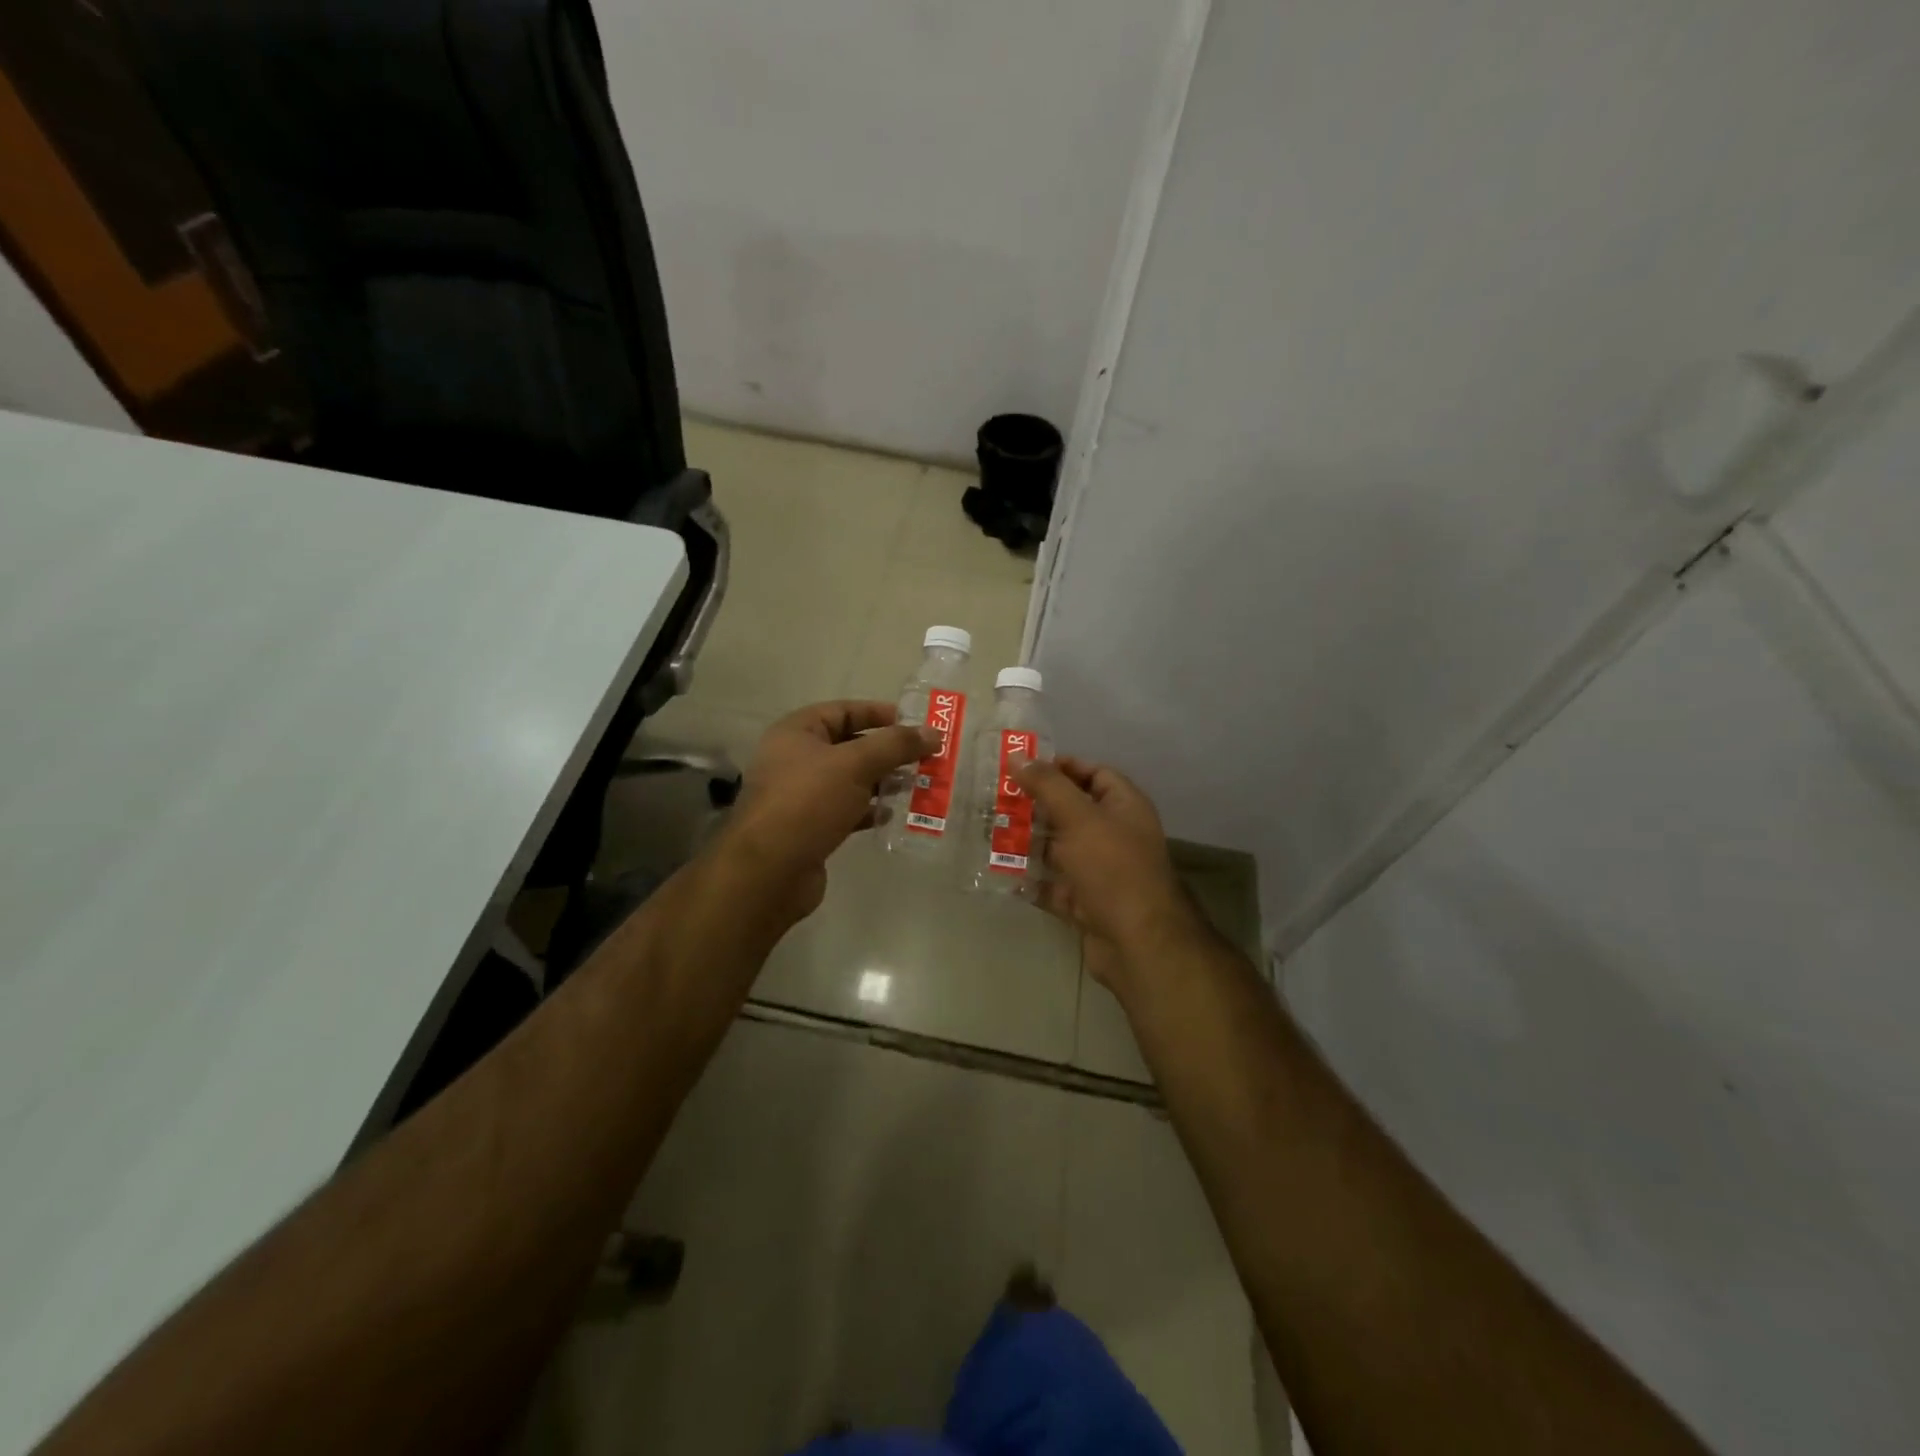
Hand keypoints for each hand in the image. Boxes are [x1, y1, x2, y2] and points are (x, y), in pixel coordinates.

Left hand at [715, 701, 935, 925]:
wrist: (770, 870)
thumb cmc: (808, 802)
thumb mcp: (856, 764)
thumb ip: (895, 745)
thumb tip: (933, 733)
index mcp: (796, 733)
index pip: (843, 711)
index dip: (878, 713)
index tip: (914, 724)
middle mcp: (795, 760)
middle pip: (849, 746)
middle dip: (887, 752)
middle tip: (923, 758)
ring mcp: (801, 796)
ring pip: (850, 780)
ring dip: (882, 782)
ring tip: (915, 785)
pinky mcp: (809, 828)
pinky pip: (846, 810)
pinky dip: (869, 810)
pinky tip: (891, 815)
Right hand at [1013, 756, 1205, 990]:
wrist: (1137, 942)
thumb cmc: (1113, 868)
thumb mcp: (1079, 818)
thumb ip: (1048, 786)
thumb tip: (1018, 756)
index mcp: (1124, 807)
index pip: (1093, 774)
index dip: (1061, 767)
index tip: (1022, 768)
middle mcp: (1114, 835)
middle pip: (1071, 812)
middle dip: (1035, 807)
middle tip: (995, 800)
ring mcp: (1100, 872)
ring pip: (1058, 850)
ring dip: (1027, 843)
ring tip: (988, 833)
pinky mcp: (1085, 903)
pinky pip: (1053, 886)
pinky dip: (1030, 881)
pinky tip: (1000, 873)